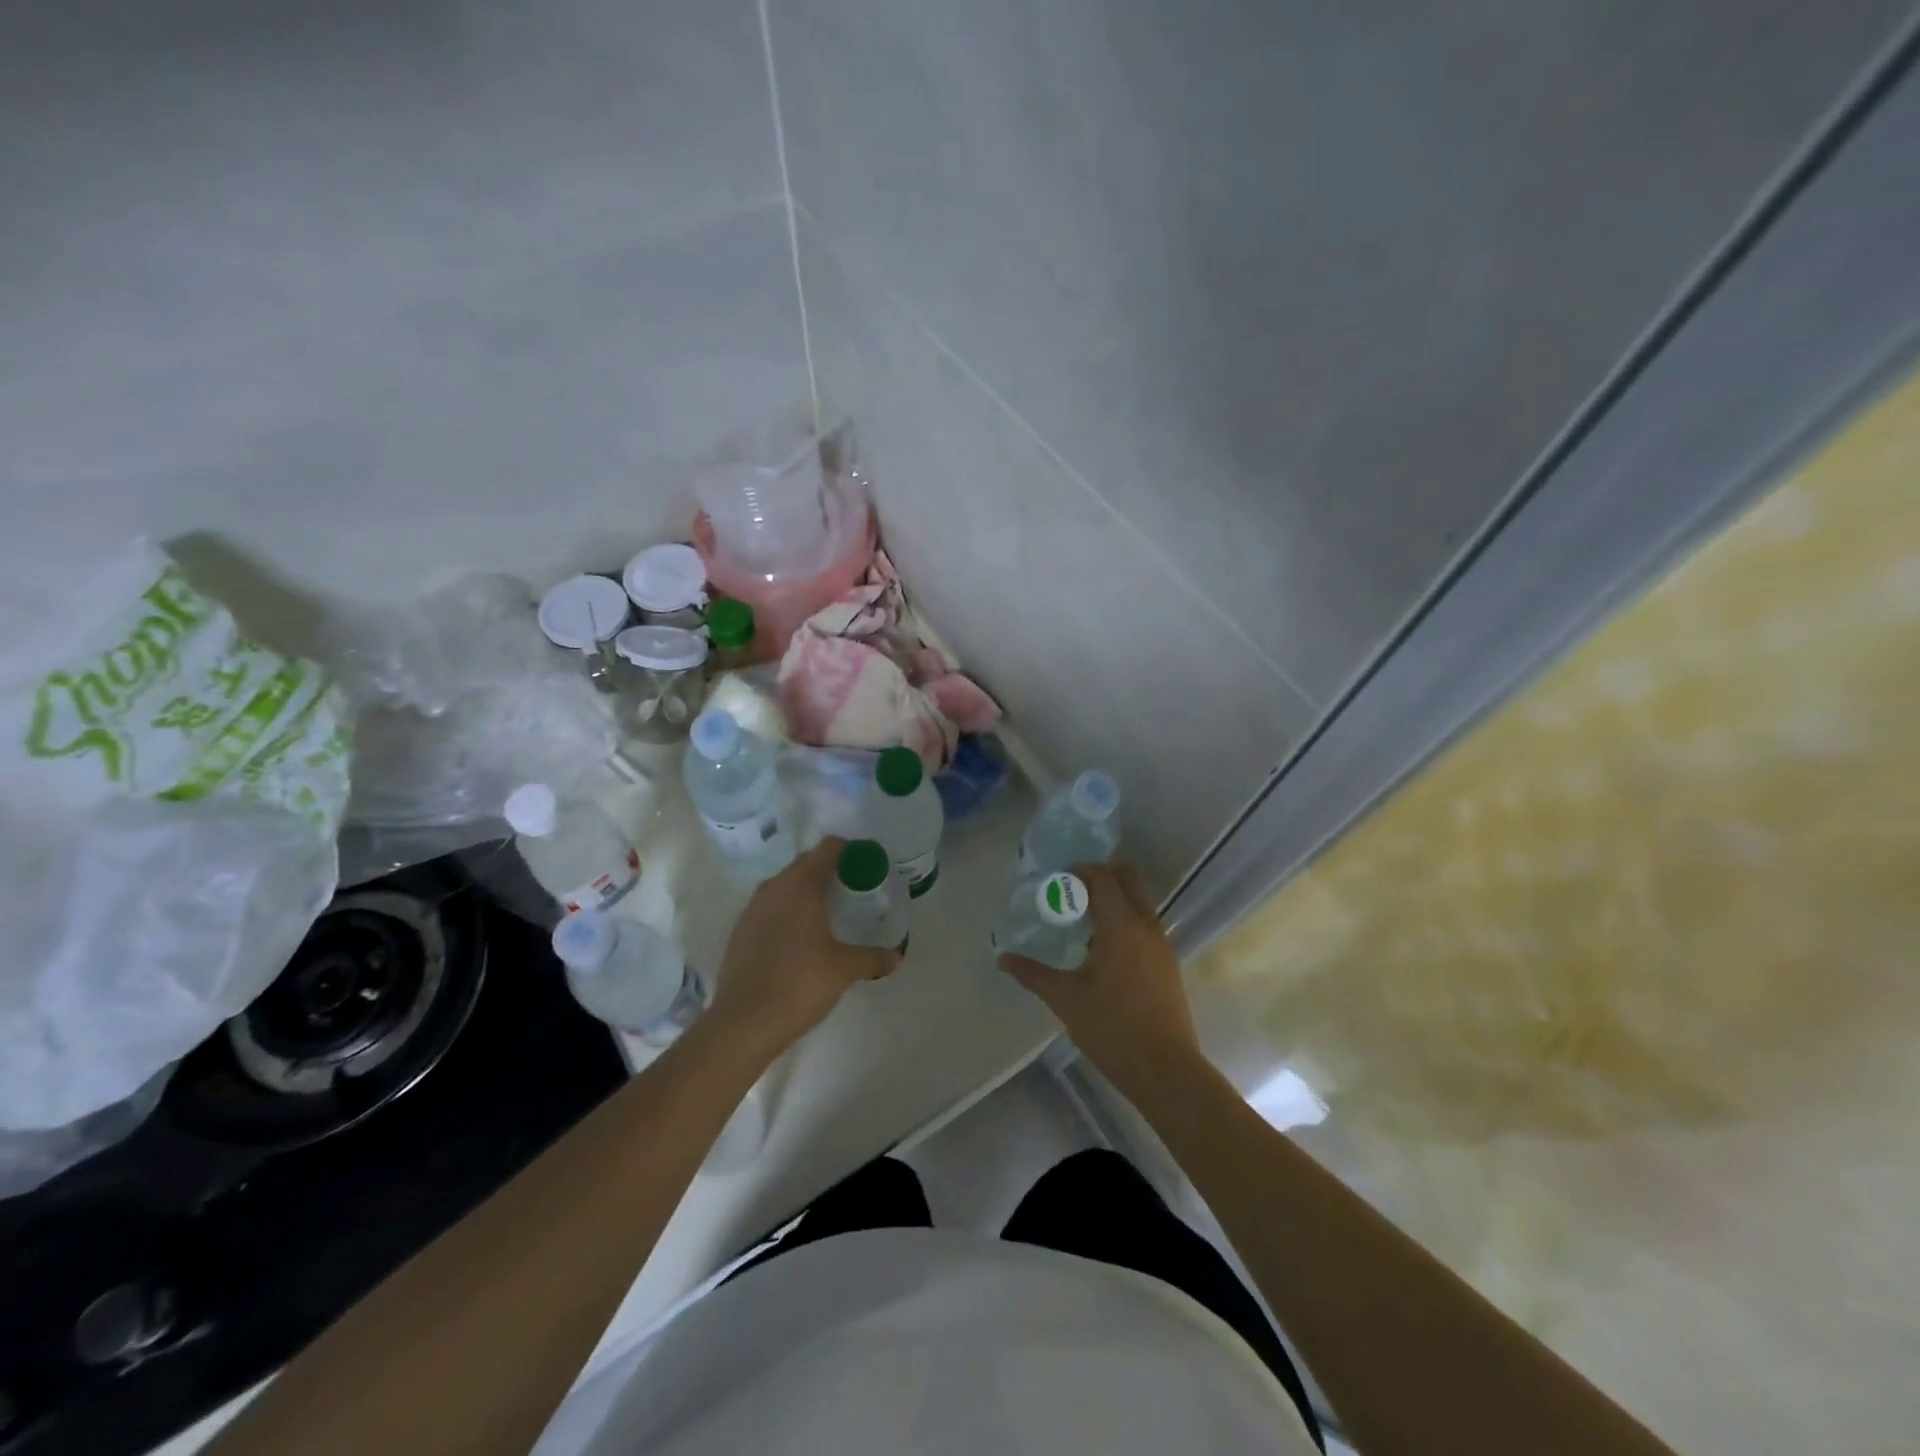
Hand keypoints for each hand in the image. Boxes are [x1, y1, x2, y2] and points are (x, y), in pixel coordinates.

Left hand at [708, 837, 902, 1055]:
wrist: (743, 1023)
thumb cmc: (799, 984)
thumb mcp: (844, 969)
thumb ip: (873, 958)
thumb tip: (897, 957)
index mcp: (801, 885)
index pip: (829, 848)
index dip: (851, 851)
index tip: (869, 865)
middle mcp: (774, 887)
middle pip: (807, 863)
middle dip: (831, 870)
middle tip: (856, 889)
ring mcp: (753, 908)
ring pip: (786, 885)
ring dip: (808, 891)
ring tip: (831, 913)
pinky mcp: (741, 930)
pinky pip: (771, 907)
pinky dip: (789, 911)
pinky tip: (802, 937)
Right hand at [997, 862, 1202, 1099]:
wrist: (1166, 1071)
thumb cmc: (1113, 1029)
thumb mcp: (1066, 999)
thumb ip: (1033, 974)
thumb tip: (1003, 958)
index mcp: (1122, 926)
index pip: (1103, 877)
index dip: (1079, 871)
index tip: (1055, 881)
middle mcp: (1146, 926)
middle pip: (1127, 878)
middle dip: (1099, 876)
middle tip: (1069, 892)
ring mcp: (1161, 944)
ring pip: (1139, 900)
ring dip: (1113, 898)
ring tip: (1081, 919)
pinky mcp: (1167, 963)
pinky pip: (1144, 923)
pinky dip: (1124, 918)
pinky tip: (1101, 947)